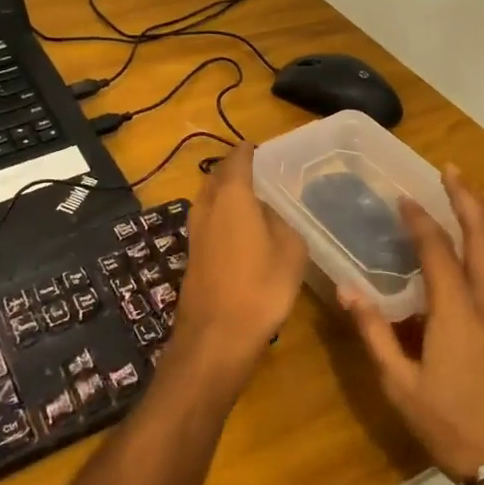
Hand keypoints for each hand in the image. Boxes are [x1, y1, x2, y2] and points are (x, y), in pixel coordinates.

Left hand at [170, 143, 308, 384]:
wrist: (216, 336)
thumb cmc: (259, 287)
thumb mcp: (290, 250)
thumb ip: (281, 220)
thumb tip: (269, 211)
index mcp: (232, 195)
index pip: (238, 158)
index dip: (251, 150)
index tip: (266, 148)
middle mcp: (207, 205)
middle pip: (218, 175)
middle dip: (237, 169)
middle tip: (263, 171)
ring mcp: (195, 230)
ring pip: (210, 198)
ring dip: (228, 192)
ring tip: (256, 198)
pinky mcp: (193, 253)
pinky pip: (209, 219)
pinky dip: (224, 214)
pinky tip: (243, 229)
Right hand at [340, 166, 483, 480]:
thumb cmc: (454, 426)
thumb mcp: (401, 386)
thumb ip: (374, 334)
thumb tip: (348, 290)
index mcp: (456, 311)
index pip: (437, 250)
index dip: (420, 220)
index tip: (404, 198)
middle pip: (482, 239)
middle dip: (466, 201)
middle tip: (452, 172)